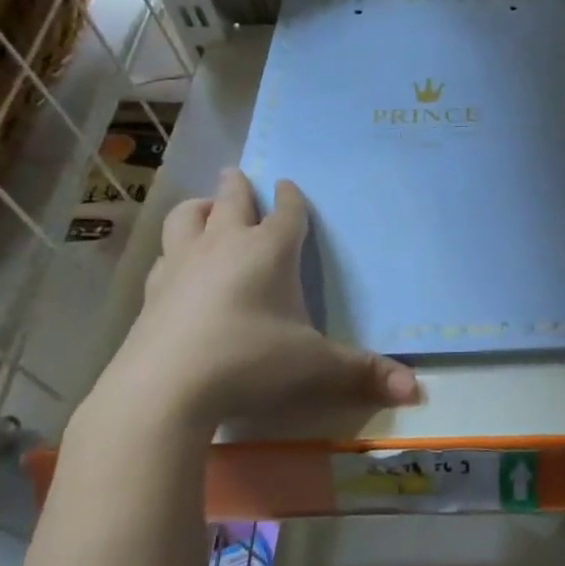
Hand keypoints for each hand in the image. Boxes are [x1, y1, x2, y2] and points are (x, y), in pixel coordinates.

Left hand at [89, 169, 419, 437]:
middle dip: (238, 186)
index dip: (291, 197)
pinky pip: (164, 255)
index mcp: (268, 251)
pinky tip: (177, 266)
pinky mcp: (151, 292)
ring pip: (186, 217)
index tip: (288, 185)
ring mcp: (181, 265)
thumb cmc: (249, 361)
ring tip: (205, 209)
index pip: (285, 212)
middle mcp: (223, 246)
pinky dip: (174, 250)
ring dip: (199, 207)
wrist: (162, 390)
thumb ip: (362, 372)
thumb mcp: (315, 366)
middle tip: (238, 176)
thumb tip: (413, 390)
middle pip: (230, 200)